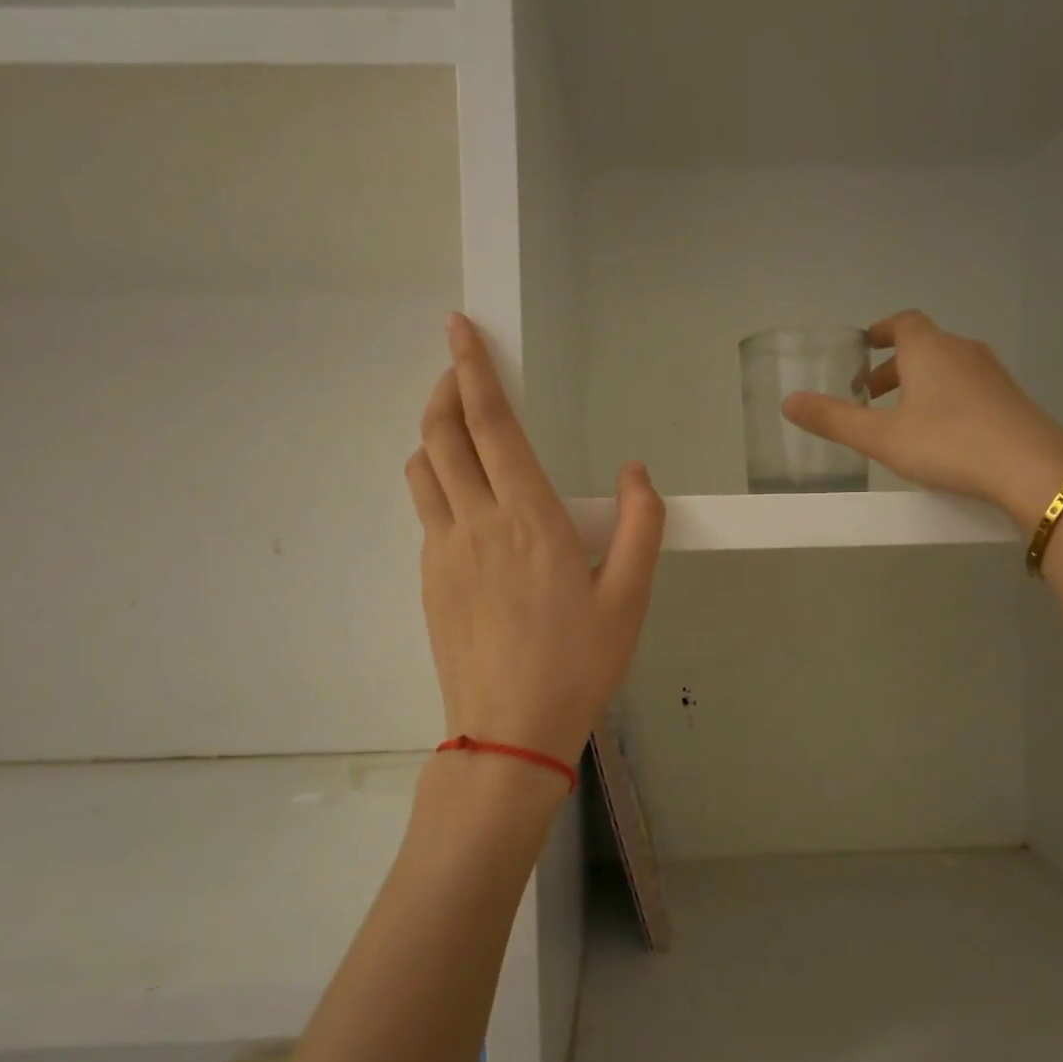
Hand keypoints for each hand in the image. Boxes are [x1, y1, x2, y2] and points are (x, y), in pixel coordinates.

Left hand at [405, 315, 664, 766]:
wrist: (509, 733)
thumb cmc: (578, 664)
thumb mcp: (630, 597)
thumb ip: (640, 525)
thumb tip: (637, 472)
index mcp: (529, 517)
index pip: (491, 423)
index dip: (473, 368)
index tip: (459, 328)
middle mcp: (476, 522)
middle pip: (441, 433)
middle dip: (446, 388)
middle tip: (460, 368)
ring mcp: (443, 550)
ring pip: (422, 468)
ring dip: (435, 434)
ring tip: (461, 430)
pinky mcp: (429, 578)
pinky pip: (426, 511)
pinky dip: (438, 482)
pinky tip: (467, 503)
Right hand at [780, 310, 1062, 530]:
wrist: (1031, 468)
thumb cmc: (947, 443)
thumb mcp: (881, 437)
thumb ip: (834, 419)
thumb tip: (787, 402)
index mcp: (928, 349)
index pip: (901, 323)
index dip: (879, 332)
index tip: (861, 348)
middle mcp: (962, 350)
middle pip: (922, 345)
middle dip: (893, 365)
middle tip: (869, 394)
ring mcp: (992, 373)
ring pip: (946, 366)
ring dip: (919, 382)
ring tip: (901, 417)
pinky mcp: (1010, 398)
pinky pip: (968, 386)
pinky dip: (945, 397)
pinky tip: (940, 433)